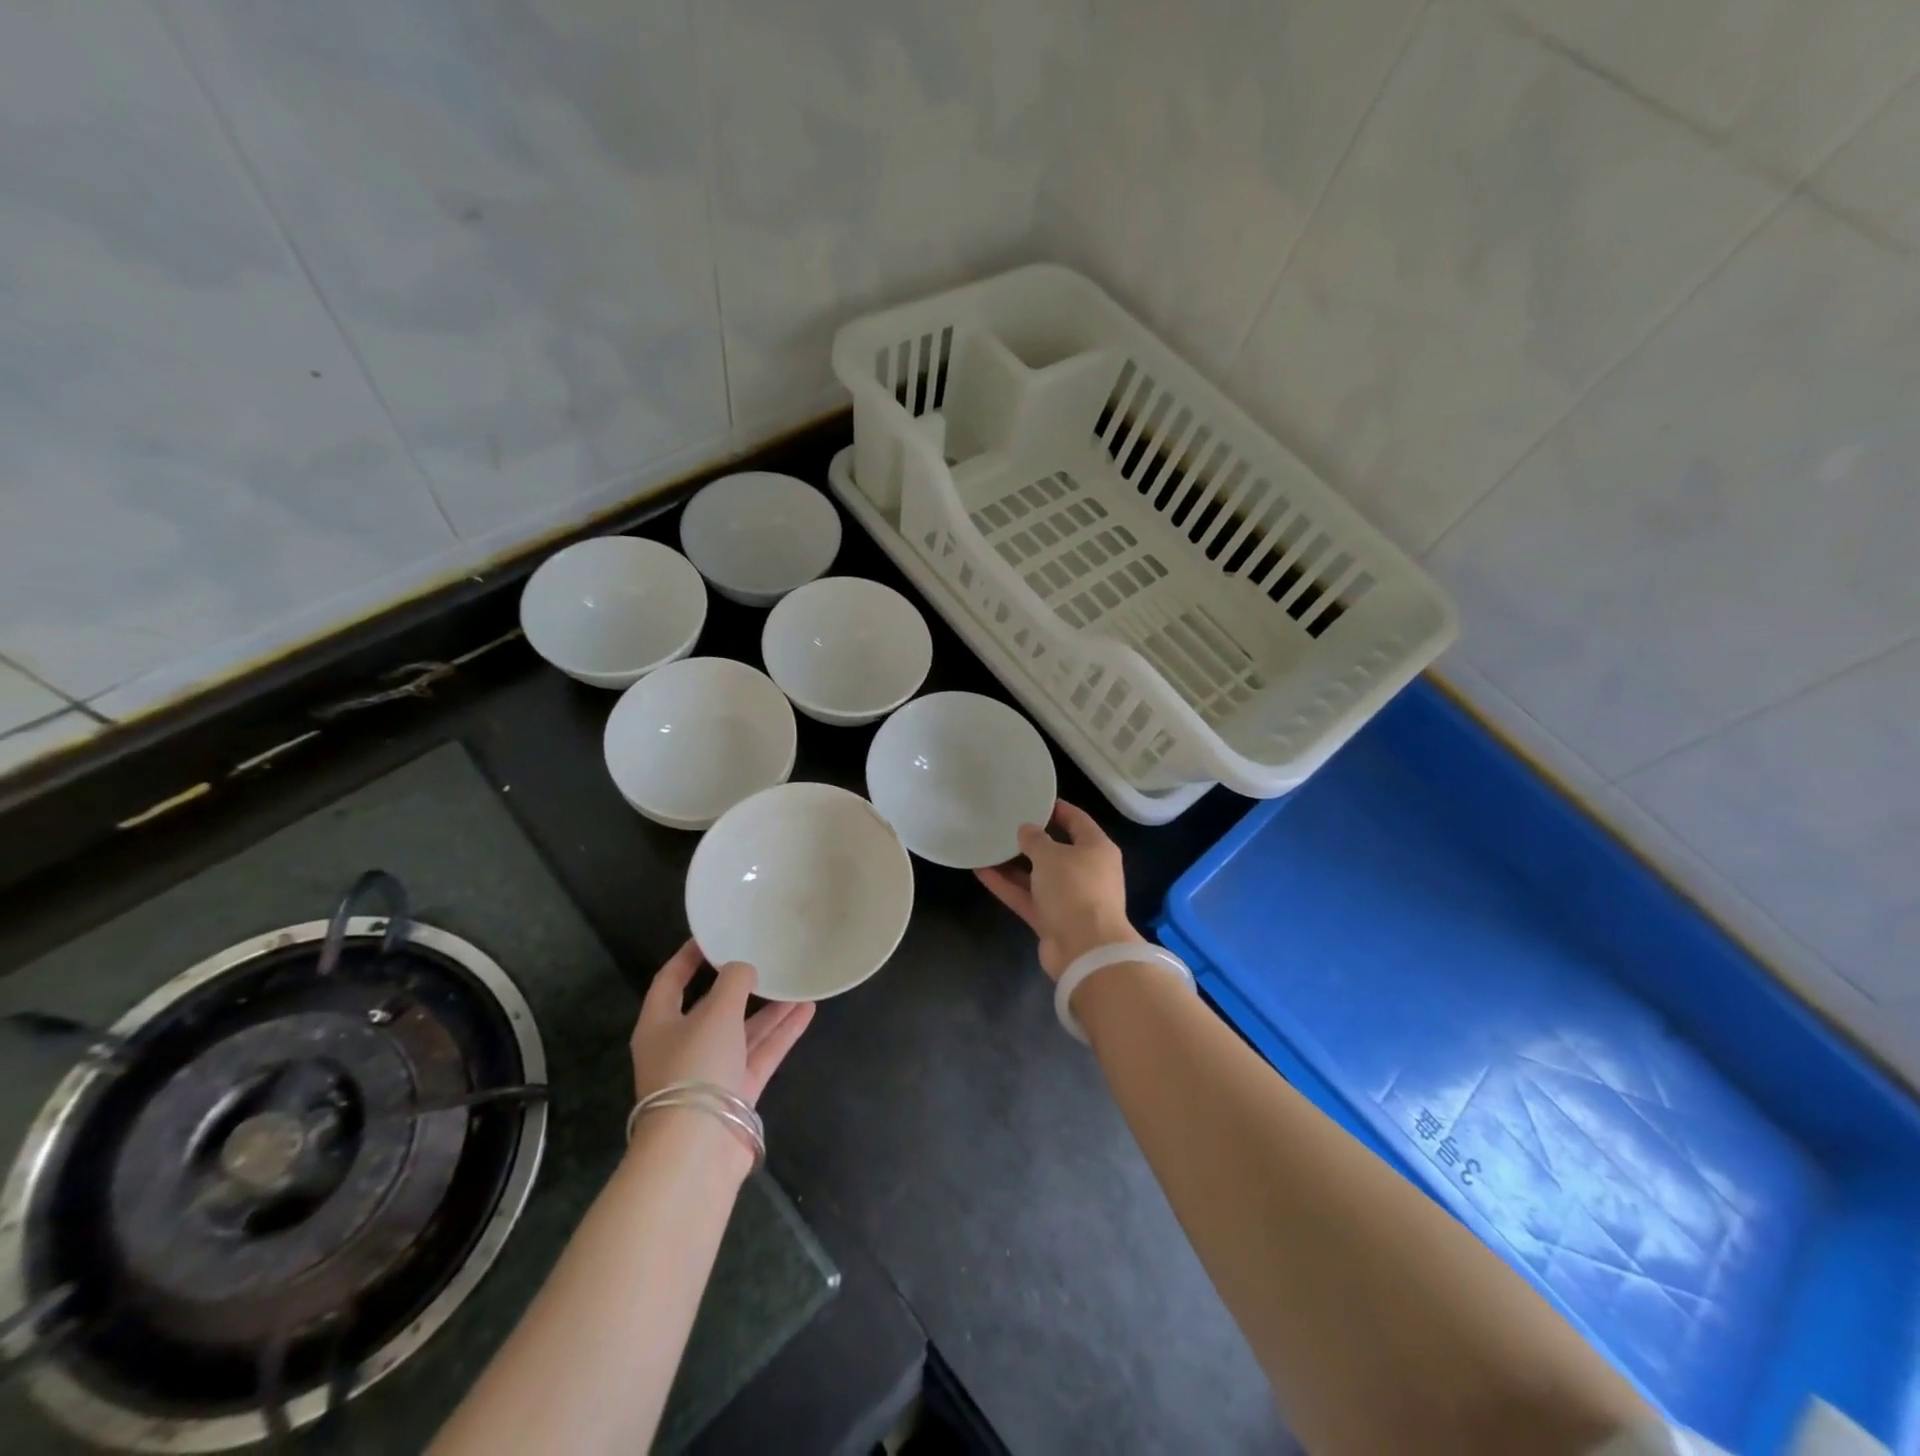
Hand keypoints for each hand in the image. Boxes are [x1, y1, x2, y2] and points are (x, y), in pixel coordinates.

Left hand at [631, 940, 815, 1105]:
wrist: (697, 1149)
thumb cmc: (695, 1067)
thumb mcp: (715, 1013)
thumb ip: (733, 982)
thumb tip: (743, 968)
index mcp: (659, 1025)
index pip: (670, 981)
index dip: (689, 956)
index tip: (713, 935)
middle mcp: (682, 1046)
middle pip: (712, 1007)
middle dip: (739, 985)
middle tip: (763, 957)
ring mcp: (711, 1071)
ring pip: (742, 1031)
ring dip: (769, 1009)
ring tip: (797, 981)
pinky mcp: (736, 1092)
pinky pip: (760, 1053)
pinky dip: (781, 1033)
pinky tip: (806, 1010)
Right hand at [975, 798, 1143, 978]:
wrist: (1085, 949)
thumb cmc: (1075, 889)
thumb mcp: (1052, 855)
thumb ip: (1035, 840)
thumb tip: (1027, 830)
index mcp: (1097, 849)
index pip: (1078, 821)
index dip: (1057, 809)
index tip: (1033, 800)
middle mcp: (1086, 872)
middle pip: (1057, 850)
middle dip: (1032, 839)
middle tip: (1005, 823)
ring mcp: (1069, 898)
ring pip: (1037, 876)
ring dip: (1013, 864)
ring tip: (987, 845)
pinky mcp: (1051, 920)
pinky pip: (1026, 897)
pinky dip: (1007, 886)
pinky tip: (981, 871)